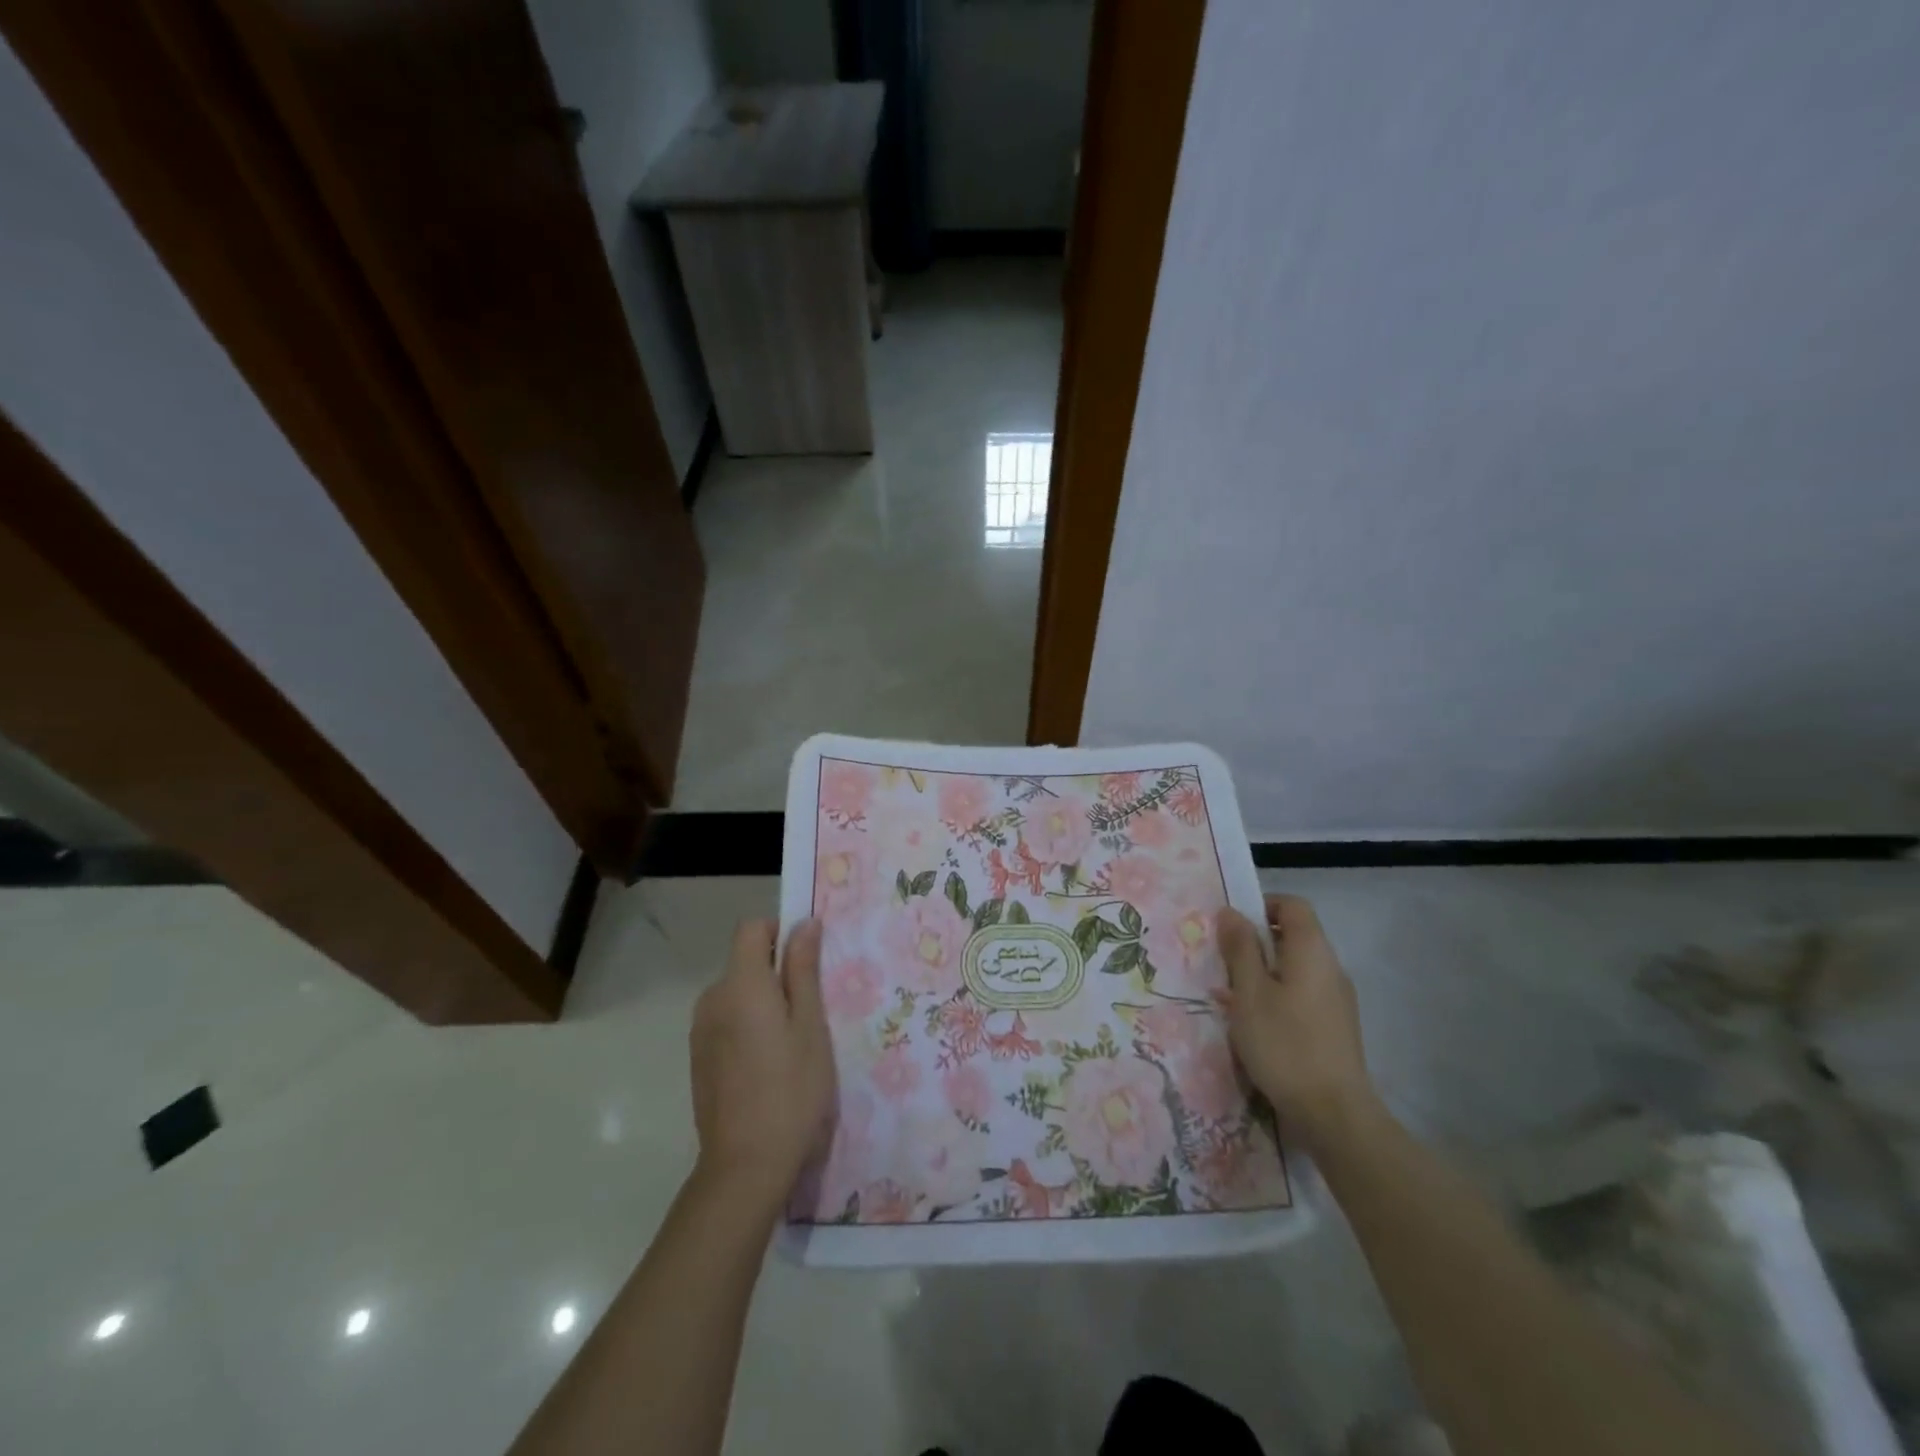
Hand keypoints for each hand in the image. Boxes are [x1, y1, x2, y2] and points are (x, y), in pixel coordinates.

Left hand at [689, 919, 833, 1215]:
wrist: (745, 1166)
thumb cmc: (792, 1089)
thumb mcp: (810, 1026)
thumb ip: (803, 970)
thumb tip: (804, 924)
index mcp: (741, 984)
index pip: (751, 929)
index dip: (778, 932)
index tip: (806, 958)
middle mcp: (713, 998)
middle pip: (743, 961)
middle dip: (775, 971)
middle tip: (810, 1008)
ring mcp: (700, 1030)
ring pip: (735, 993)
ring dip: (761, 1001)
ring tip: (791, 1041)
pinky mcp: (698, 1058)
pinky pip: (725, 1020)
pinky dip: (746, 1025)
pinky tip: (767, 1064)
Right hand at [1218, 893, 1377, 1152]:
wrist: (1334, 1114)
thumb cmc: (1284, 1044)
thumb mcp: (1249, 993)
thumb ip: (1240, 949)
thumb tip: (1231, 912)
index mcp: (1312, 951)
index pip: (1292, 905)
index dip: (1261, 905)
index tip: (1231, 926)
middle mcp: (1330, 968)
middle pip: (1292, 936)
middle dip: (1254, 944)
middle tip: (1222, 963)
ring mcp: (1336, 999)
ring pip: (1294, 969)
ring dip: (1261, 973)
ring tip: (1230, 997)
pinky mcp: (1334, 1027)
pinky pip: (1300, 995)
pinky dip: (1275, 997)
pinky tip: (1252, 1025)